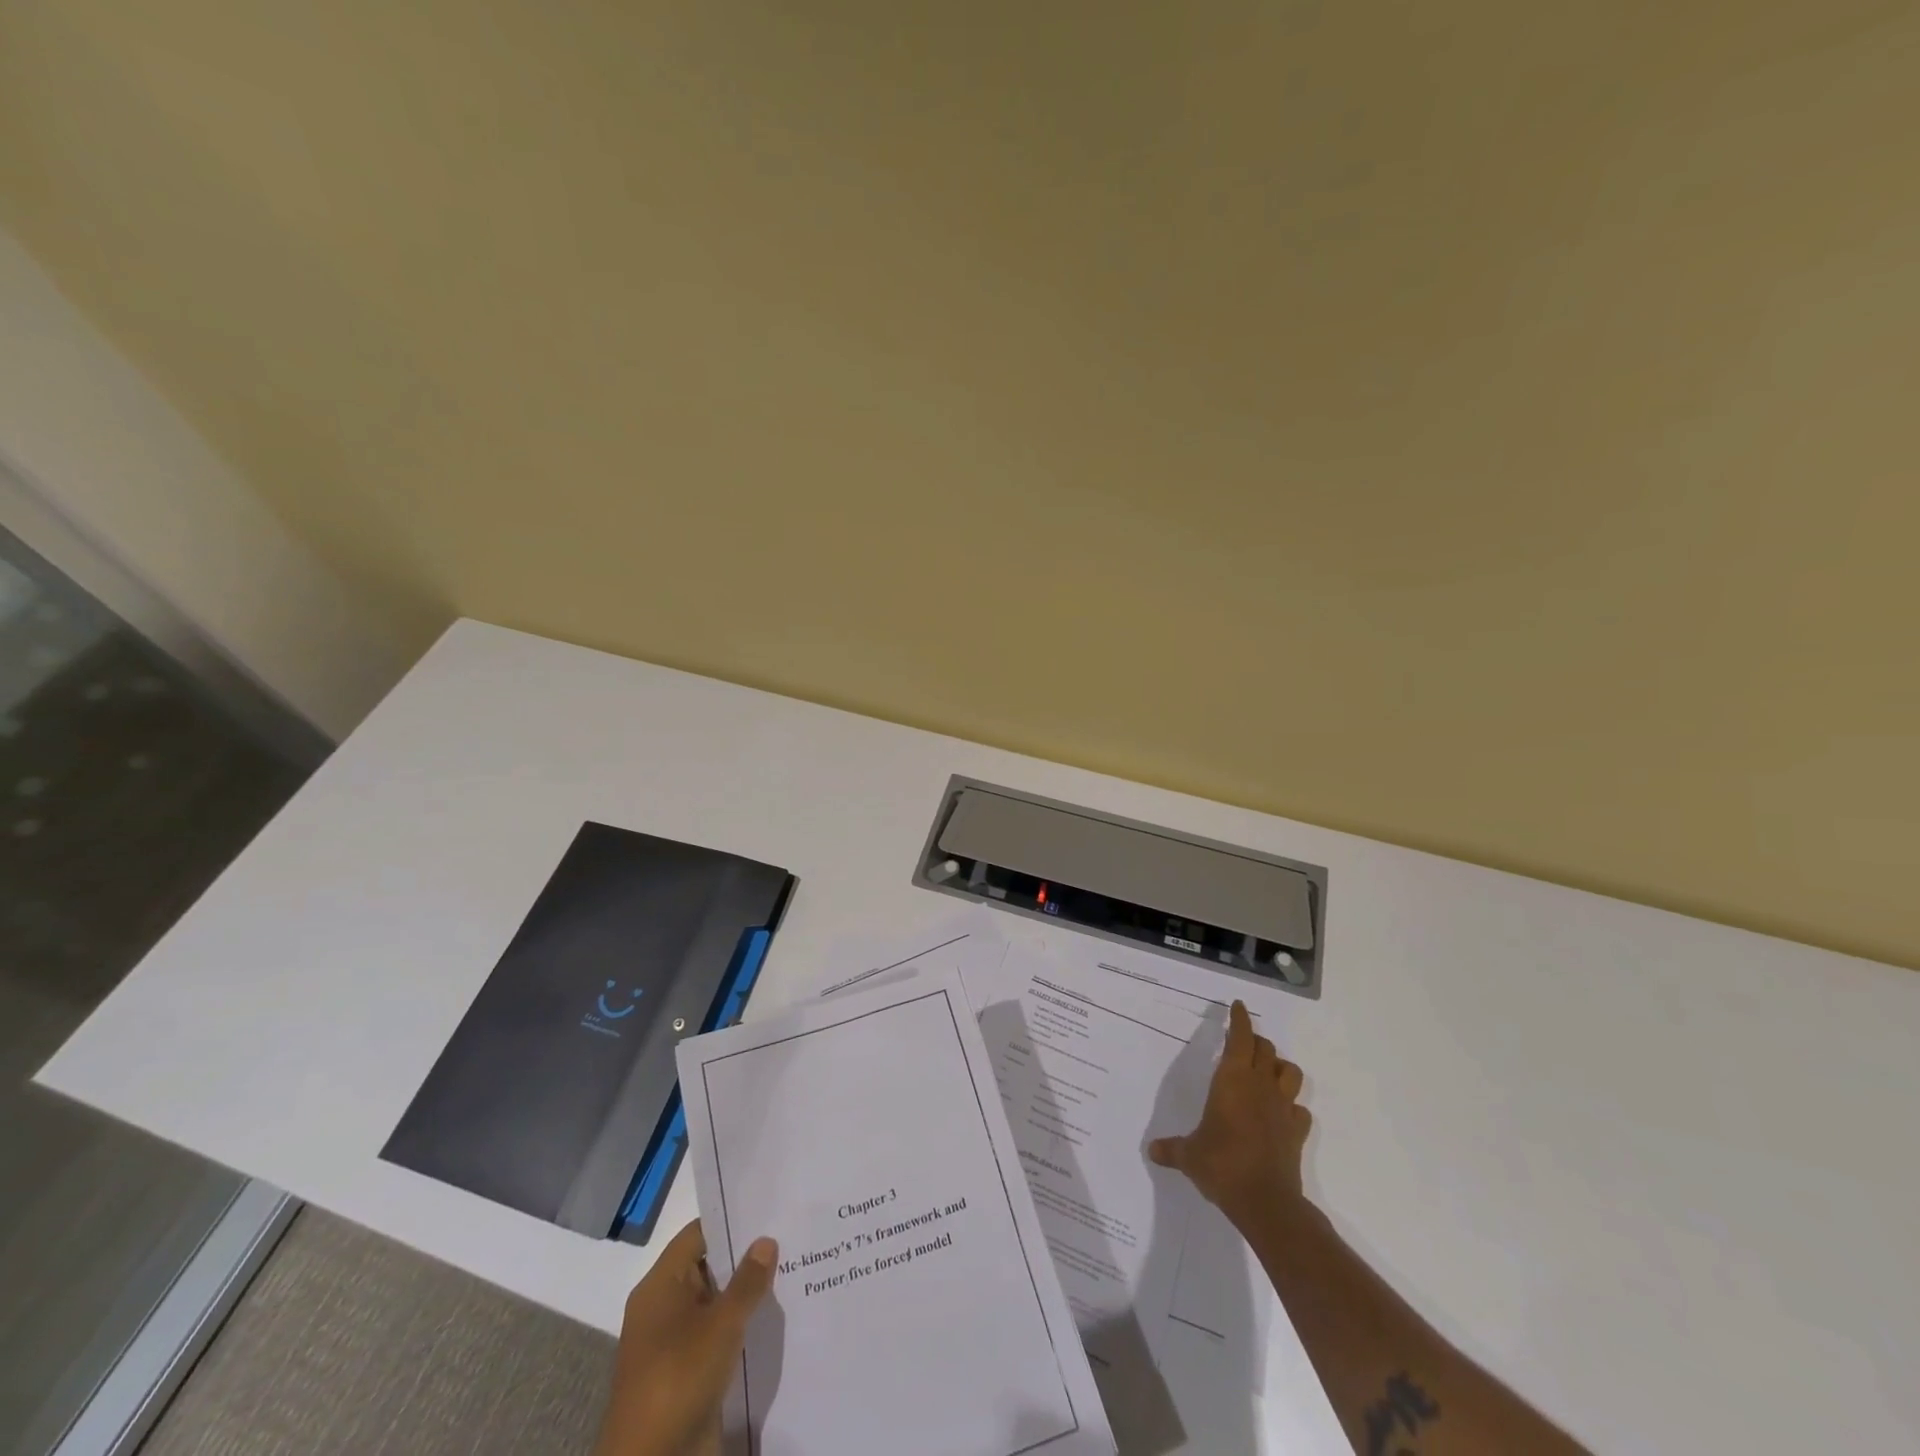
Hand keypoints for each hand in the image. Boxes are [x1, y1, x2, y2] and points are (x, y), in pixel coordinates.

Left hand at [593, 1220, 777, 1455]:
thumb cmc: (679, 1378)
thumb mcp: (720, 1324)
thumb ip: (747, 1281)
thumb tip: (766, 1240)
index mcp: (659, 1286)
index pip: (697, 1235)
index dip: (730, 1220)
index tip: (768, 1210)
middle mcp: (663, 1308)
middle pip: (707, 1267)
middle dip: (744, 1257)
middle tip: (789, 1238)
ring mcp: (673, 1343)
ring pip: (714, 1304)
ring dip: (744, 1295)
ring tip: (790, 1272)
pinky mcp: (685, 1374)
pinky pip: (715, 1336)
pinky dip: (739, 1327)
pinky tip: (772, 1319)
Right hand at [1148, 1000, 1309, 1229]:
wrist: (1264, 1201)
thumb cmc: (1221, 1164)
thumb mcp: (1188, 1155)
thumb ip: (1171, 1149)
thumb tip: (1151, 1150)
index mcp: (1232, 1080)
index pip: (1240, 1037)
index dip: (1240, 1019)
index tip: (1238, 1006)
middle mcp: (1260, 1086)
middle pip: (1266, 1049)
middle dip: (1256, 1042)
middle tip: (1243, 1044)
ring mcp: (1282, 1108)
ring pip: (1291, 1072)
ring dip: (1280, 1068)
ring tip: (1267, 1074)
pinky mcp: (1297, 1132)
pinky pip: (1300, 1110)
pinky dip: (1292, 1107)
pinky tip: (1281, 1115)